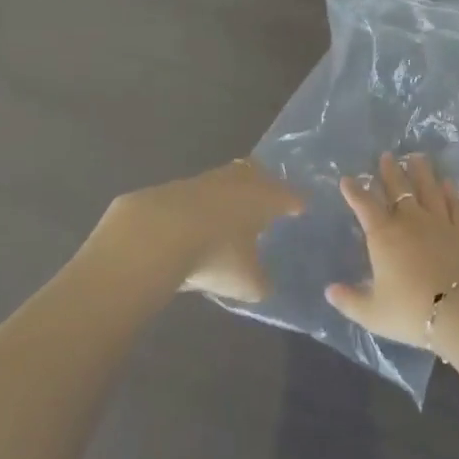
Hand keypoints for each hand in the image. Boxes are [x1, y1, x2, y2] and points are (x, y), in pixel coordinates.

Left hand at [100, 160, 302, 301]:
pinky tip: (201, 220)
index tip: (303, 207)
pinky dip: (206, 203)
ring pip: (228, 178)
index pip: (289, 195)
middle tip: (270, 198)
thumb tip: (265, 285)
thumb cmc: (215, 254)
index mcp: (264, 197)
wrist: (155, 234)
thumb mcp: (245, 282)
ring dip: (233, 191)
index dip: (297, 202)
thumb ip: (261, 283)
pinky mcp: (177, 187)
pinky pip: (201, 192)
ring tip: (234, 210)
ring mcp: (206, 180)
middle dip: (266, 183)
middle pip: (258, 173)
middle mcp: (239, 180)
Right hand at [325, 153, 458, 349]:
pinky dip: (451, 193)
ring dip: (421, 172)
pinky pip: (455, 205)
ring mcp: (438, 222)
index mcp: (384, 235)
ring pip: (428, 189)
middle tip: (386, 155)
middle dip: (390, 171)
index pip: (365, 205)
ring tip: (417, 157)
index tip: (347, 179)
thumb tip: (328, 291)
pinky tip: (449, 184)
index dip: (354, 191)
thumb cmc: (411, 311)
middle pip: (398, 188)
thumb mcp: (373, 313)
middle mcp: (410, 220)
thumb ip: (350, 300)